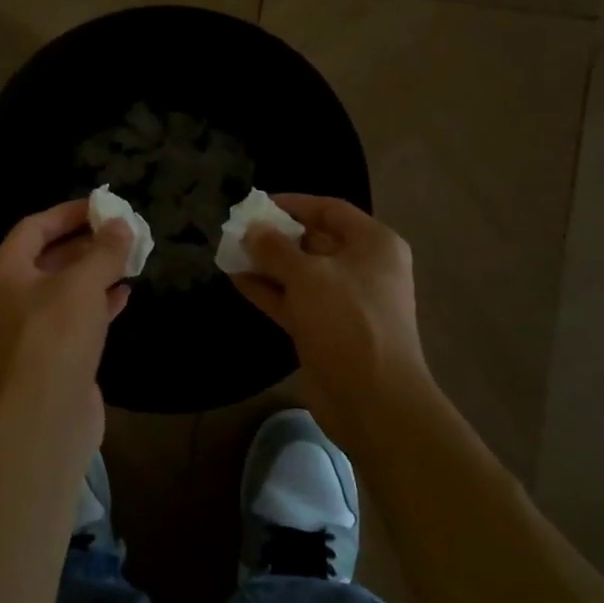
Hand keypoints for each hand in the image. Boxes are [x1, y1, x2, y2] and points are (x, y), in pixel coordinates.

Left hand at [0, 199, 133, 447]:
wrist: (46, 415)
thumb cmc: (55, 336)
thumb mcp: (82, 284)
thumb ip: (104, 251)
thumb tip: (122, 224)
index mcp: (5, 271)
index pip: (34, 227)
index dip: (68, 213)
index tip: (102, 205)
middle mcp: (12, 295)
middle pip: (50, 256)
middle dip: (87, 242)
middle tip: (122, 230)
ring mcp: (32, 326)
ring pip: (66, 287)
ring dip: (96, 272)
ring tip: (130, 256)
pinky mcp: (54, 352)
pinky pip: (77, 316)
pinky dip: (100, 302)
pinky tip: (126, 293)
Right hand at [229, 195, 429, 410]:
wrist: (372, 398)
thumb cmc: (347, 320)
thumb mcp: (308, 276)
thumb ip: (275, 248)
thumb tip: (251, 230)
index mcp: (373, 245)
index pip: (330, 210)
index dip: (295, 204)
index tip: (258, 204)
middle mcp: (362, 268)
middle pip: (314, 241)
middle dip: (276, 236)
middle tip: (238, 230)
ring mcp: (343, 301)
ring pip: (300, 273)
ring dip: (267, 263)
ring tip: (230, 252)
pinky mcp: (325, 329)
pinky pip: (293, 300)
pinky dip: (268, 290)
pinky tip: (237, 280)